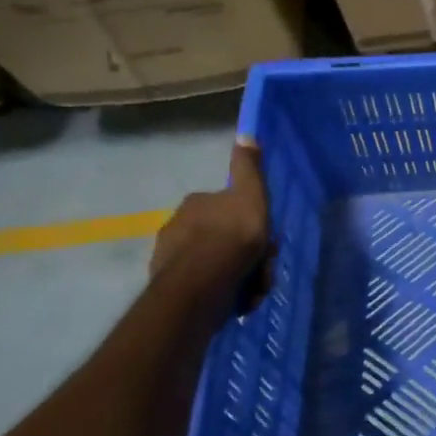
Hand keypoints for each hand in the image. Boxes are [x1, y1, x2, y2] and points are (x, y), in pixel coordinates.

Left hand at [150, 138, 271, 307]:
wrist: (203, 284)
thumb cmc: (232, 236)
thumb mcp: (250, 195)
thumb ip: (248, 168)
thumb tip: (246, 134)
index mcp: (196, 203)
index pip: (227, 208)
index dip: (250, 223)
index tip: (264, 239)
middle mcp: (178, 226)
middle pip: (223, 239)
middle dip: (246, 255)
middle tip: (263, 271)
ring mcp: (171, 258)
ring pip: (216, 264)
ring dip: (239, 277)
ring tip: (252, 291)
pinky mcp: (171, 288)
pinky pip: (206, 287)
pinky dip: (224, 293)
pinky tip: (237, 301)